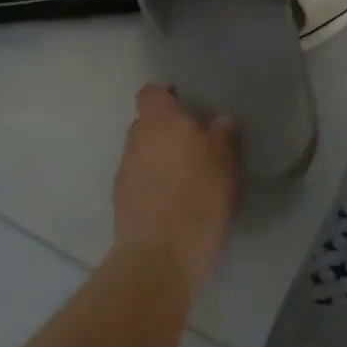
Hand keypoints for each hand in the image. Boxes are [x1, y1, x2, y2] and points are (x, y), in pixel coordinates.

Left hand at [112, 84, 239, 293]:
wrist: (162, 254)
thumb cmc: (199, 195)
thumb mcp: (226, 161)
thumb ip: (223, 135)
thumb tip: (219, 121)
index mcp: (159, 120)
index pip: (151, 92)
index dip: (167, 97)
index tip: (188, 109)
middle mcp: (135, 139)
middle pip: (147, 124)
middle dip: (167, 132)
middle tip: (196, 146)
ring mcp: (124, 172)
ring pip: (143, 155)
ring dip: (160, 161)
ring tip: (187, 179)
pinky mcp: (120, 202)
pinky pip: (140, 183)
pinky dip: (154, 187)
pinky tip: (175, 204)